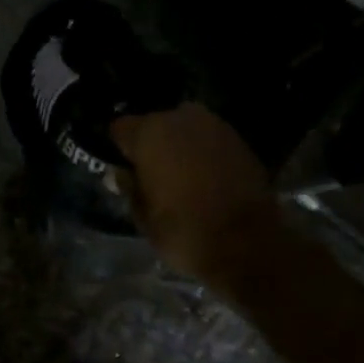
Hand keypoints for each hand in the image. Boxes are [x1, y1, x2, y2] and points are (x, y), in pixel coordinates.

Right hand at [110, 103, 282, 289]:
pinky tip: (203, 178)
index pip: (120, 128)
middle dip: (150, 144)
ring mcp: (214, 126)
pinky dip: (202, 154)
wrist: (245, 243)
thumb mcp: (142, 217)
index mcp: (149, 134)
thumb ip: (129, 188)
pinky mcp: (238, 140)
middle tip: (150, 173)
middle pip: (154, 124)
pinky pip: (208, 141)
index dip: (118, 148)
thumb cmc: (183, 231)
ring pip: (184, 130)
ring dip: (178, 147)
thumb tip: (122, 174)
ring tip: (177, 176)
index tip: (121, 167)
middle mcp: (181, 119)